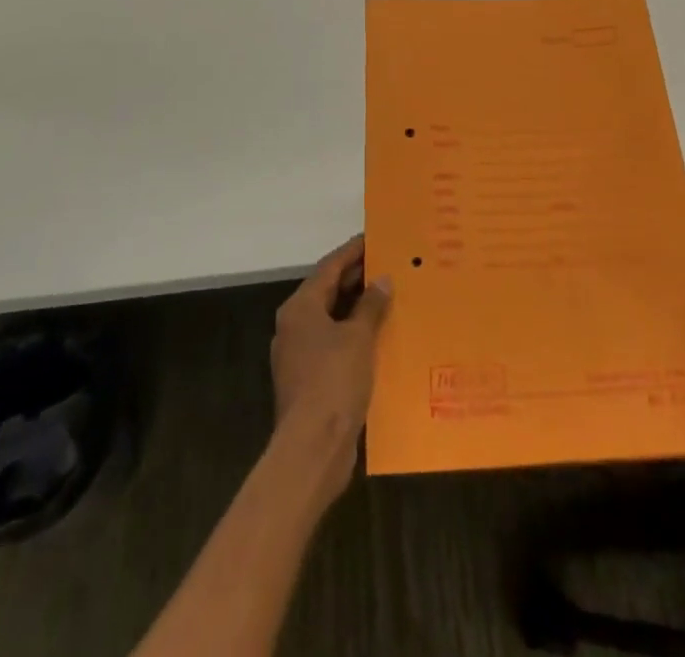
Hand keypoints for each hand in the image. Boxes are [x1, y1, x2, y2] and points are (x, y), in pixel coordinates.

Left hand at [270, 236, 392, 496]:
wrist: (313, 447)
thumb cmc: (334, 381)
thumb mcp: (358, 337)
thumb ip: (370, 305)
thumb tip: (382, 279)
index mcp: (301, 307)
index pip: (330, 267)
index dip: (353, 251)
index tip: (375, 237)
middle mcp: (295, 325)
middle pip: (328, 291)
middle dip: (357, 277)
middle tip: (388, 263)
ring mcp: (300, 354)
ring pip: (332, 318)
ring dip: (358, 307)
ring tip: (390, 295)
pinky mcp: (310, 378)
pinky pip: (335, 343)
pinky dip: (355, 334)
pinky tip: (380, 336)